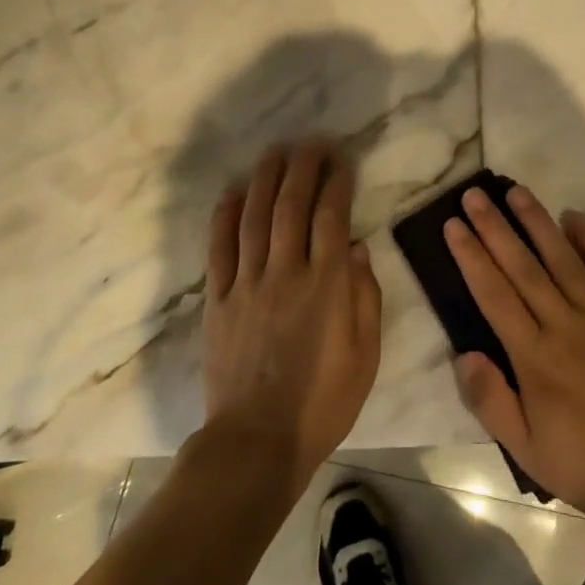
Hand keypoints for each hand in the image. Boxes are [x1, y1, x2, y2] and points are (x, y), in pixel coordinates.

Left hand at [202, 142, 381, 503]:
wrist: (257, 441)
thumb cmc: (323, 401)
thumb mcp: (366, 354)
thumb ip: (365, 296)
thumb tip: (358, 247)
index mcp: (326, 285)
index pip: (332, 217)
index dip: (337, 183)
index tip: (342, 161)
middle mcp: (286, 273)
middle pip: (291, 206)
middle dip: (302, 168)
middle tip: (310, 143)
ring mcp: (247, 284)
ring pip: (254, 218)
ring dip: (264, 180)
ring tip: (274, 152)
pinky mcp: (218, 301)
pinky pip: (219, 249)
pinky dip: (224, 217)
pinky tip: (231, 193)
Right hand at [444, 186, 584, 536]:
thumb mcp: (529, 451)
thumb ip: (492, 402)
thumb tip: (462, 353)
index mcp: (535, 357)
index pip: (494, 295)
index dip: (471, 257)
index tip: (454, 225)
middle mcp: (565, 325)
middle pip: (523, 267)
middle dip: (495, 228)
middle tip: (474, 195)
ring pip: (563, 258)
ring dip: (537, 222)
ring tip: (516, 192)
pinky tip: (573, 217)